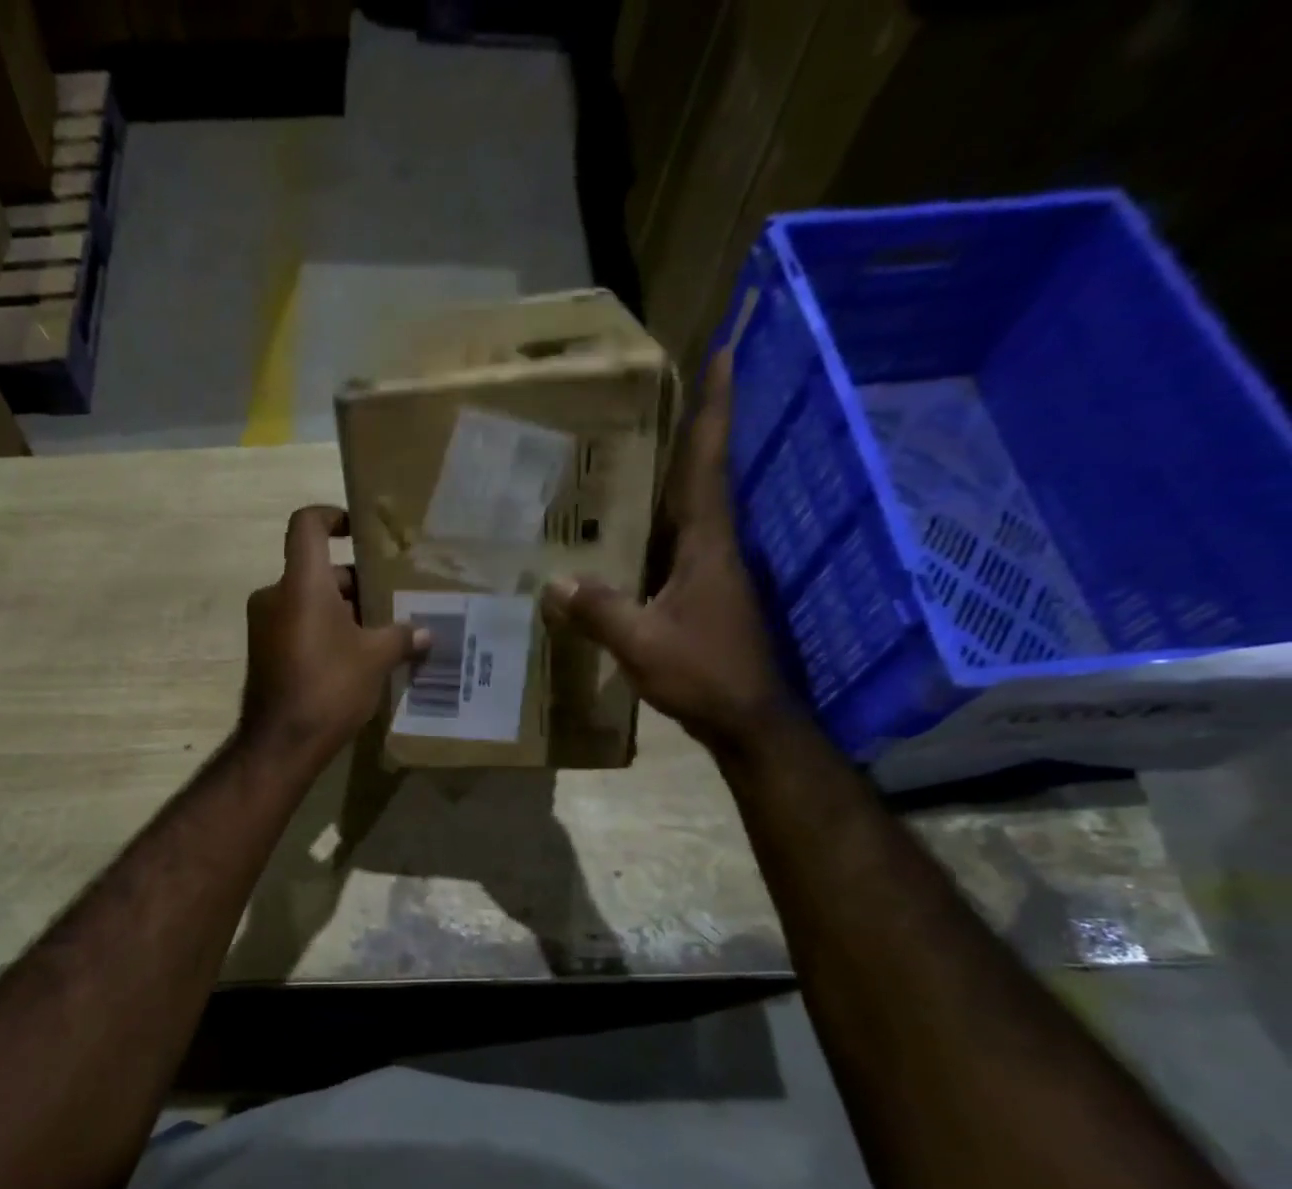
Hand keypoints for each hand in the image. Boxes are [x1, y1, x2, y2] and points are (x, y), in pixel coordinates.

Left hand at [240, 506, 428, 767]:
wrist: (280, 743)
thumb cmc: (329, 686)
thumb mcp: (375, 659)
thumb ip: (401, 637)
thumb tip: (426, 634)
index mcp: (301, 583)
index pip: (307, 524)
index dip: (332, 515)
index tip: (358, 531)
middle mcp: (276, 595)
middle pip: (316, 569)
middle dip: (354, 581)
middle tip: (391, 597)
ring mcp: (265, 625)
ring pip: (308, 601)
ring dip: (342, 610)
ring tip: (381, 630)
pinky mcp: (264, 651)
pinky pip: (298, 625)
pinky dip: (325, 630)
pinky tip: (356, 656)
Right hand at [542, 350, 791, 752]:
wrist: (747, 719)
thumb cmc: (704, 672)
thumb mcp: (642, 642)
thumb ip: (600, 611)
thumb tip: (554, 583)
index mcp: (707, 544)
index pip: (709, 464)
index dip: (716, 410)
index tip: (722, 355)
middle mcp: (714, 548)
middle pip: (700, 478)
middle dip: (689, 433)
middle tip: (659, 397)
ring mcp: (711, 574)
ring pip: (687, 513)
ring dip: (670, 480)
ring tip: (632, 457)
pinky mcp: (701, 597)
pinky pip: (674, 548)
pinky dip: (653, 530)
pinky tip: (624, 536)